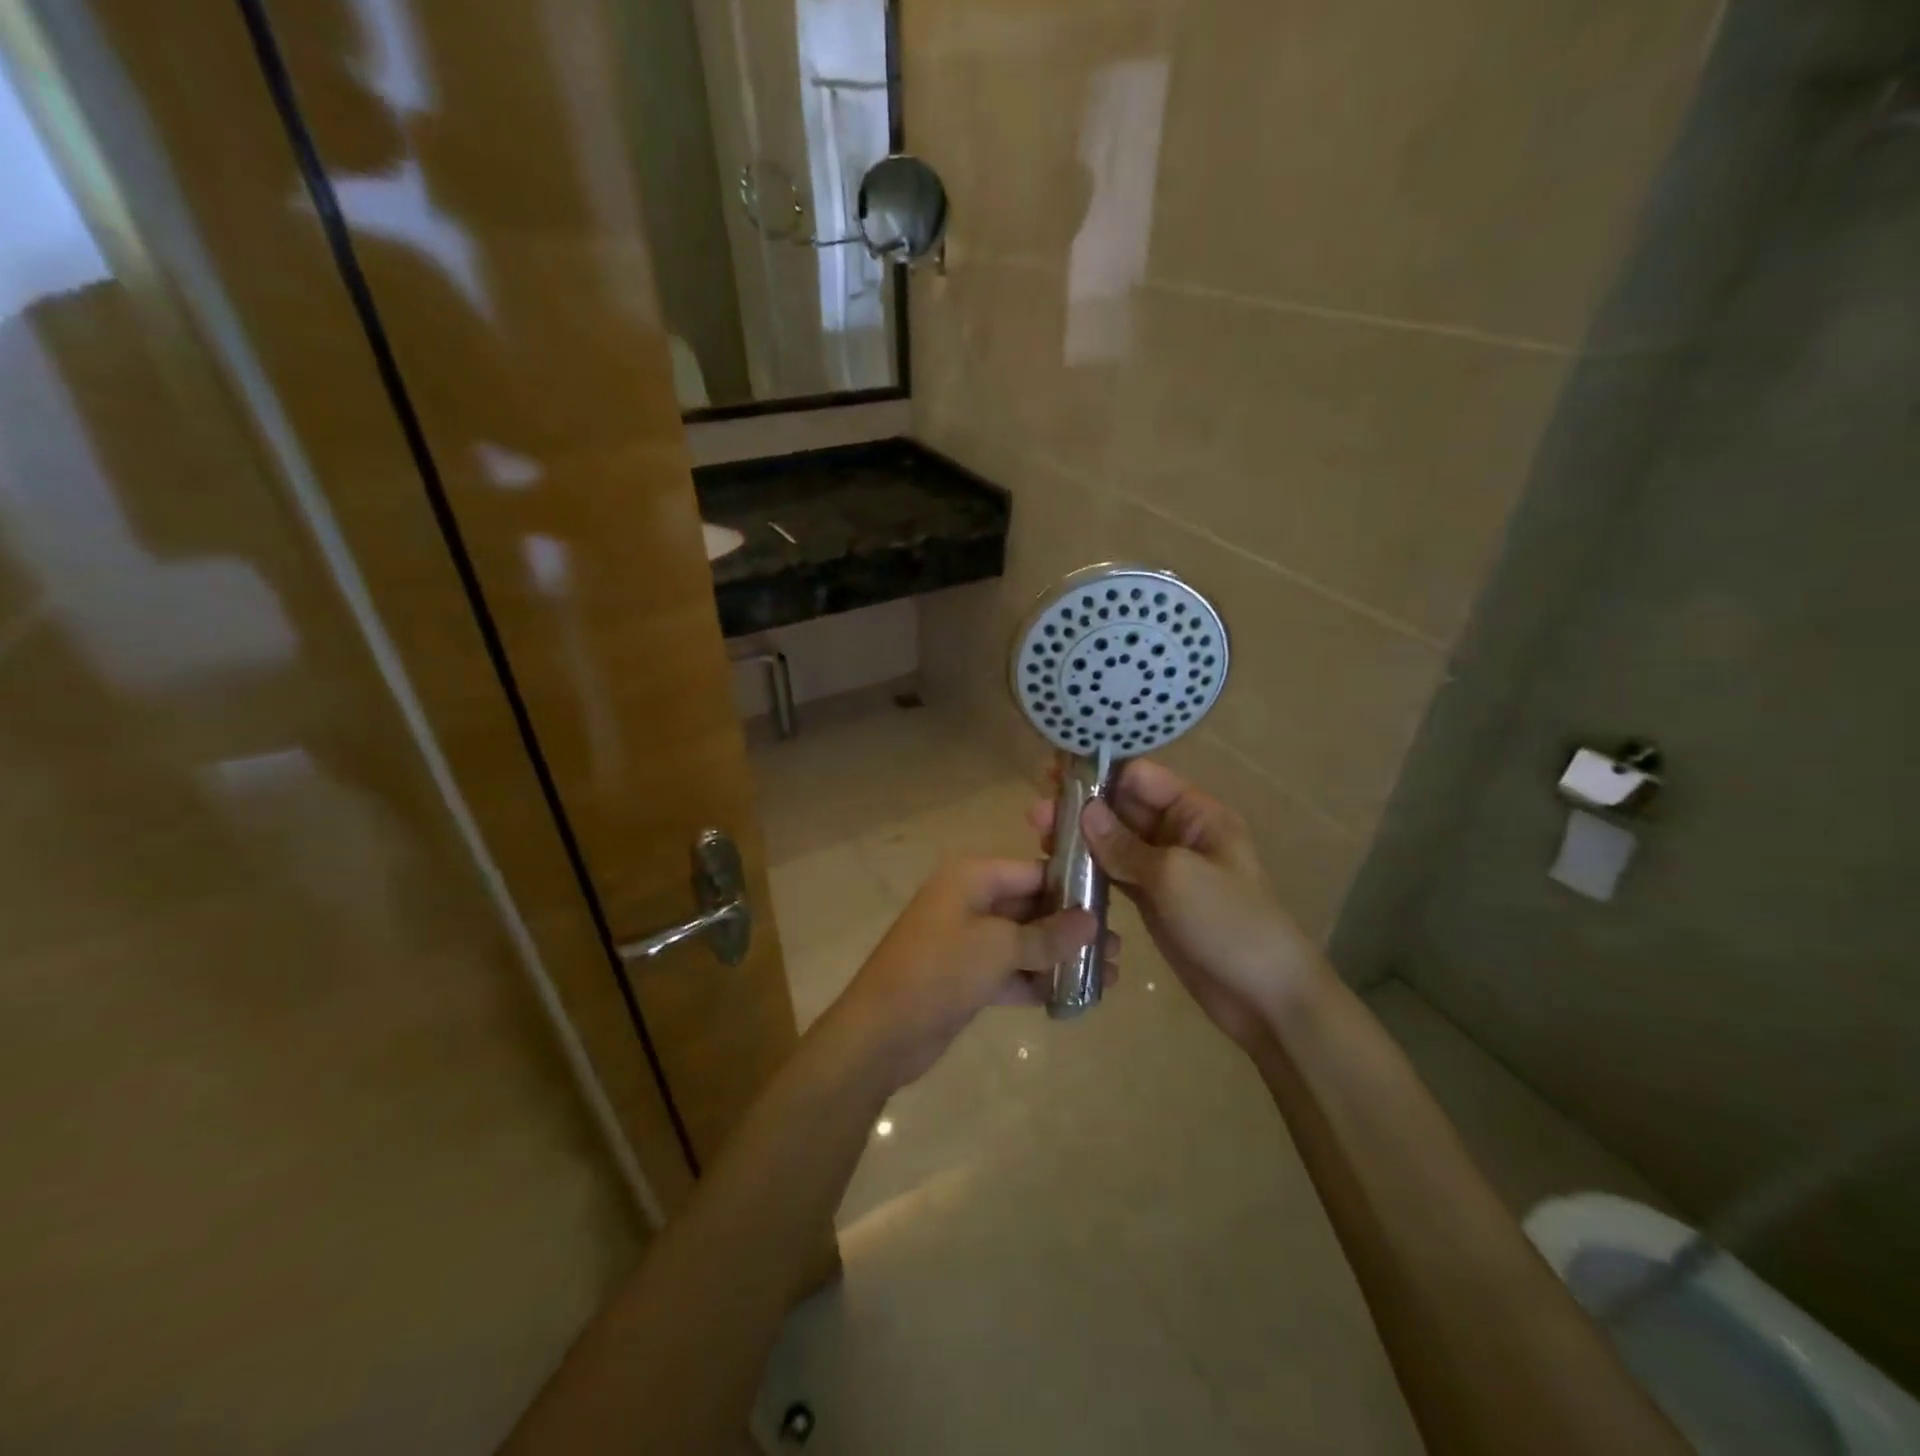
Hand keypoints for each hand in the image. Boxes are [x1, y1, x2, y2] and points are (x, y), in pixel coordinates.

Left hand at [830, 858, 1108, 1085]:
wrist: (880, 1034)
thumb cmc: (938, 973)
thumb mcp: (997, 948)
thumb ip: (1047, 935)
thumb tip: (1092, 921)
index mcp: (973, 878)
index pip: (1034, 870)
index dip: (1074, 886)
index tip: (1116, 904)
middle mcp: (971, 901)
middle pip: (1032, 906)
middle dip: (1073, 927)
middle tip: (1119, 948)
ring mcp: (969, 940)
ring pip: (1025, 941)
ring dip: (1061, 957)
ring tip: (1111, 975)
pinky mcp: (968, 976)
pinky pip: (1012, 970)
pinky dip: (1039, 981)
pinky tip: (1077, 997)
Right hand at [1029, 759, 1327, 1053]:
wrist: (1265, 996)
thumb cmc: (1228, 922)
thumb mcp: (1175, 876)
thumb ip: (1124, 844)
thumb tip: (1084, 809)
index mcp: (1197, 814)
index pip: (1142, 778)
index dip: (1101, 775)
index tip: (1057, 779)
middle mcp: (1179, 833)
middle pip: (1124, 807)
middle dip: (1082, 806)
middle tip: (1036, 813)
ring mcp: (1164, 868)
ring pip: (1115, 841)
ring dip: (1080, 837)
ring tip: (1037, 837)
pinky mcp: (1152, 900)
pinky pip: (1115, 873)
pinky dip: (1089, 868)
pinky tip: (1057, 866)